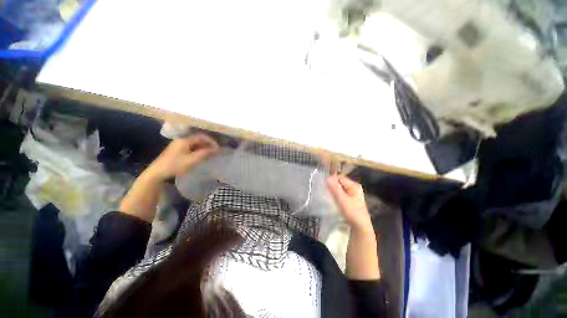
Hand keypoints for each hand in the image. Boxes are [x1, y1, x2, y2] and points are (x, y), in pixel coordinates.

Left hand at [146, 133, 219, 180]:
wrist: (158, 172)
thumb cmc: (176, 165)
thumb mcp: (192, 159)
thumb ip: (205, 153)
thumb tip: (216, 149)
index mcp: (185, 140)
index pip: (201, 137)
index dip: (211, 141)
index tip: (217, 148)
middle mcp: (181, 140)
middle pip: (198, 139)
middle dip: (207, 144)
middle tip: (214, 151)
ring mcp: (178, 145)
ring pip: (194, 143)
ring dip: (203, 147)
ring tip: (209, 154)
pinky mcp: (176, 150)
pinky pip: (190, 147)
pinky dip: (197, 150)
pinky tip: (200, 155)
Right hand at [327, 175, 372, 232]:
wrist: (361, 228)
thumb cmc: (352, 212)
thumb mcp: (342, 199)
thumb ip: (335, 188)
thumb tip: (327, 177)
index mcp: (354, 185)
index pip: (339, 178)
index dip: (331, 180)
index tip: (324, 186)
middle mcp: (354, 188)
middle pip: (340, 183)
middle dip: (332, 186)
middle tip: (324, 191)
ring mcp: (353, 194)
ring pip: (340, 189)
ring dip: (333, 191)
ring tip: (327, 196)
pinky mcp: (351, 200)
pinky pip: (341, 194)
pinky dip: (336, 196)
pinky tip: (333, 200)